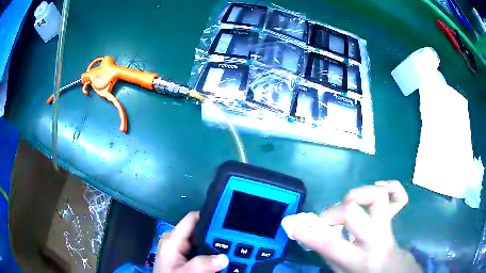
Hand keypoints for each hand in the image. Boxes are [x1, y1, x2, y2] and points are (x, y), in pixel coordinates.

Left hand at [154, 211, 228, 272]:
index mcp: (172, 241)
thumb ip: (201, 265)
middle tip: (236, 242)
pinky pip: (203, 252)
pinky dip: (212, 255)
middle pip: (201, 232)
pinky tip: (222, 260)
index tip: (229, 220)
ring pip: (204, 243)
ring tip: (233, 251)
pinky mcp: (186, 259)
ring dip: (217, 248)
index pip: (192, 219)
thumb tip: (223, 258)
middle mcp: (176, 242)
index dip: (210, 216)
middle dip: (217, 236)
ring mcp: (181, 251)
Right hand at [284, 181, 421, 272]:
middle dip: (333, 212)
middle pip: (354, 213)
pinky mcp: (394, 216)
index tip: (296, 228)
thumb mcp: (340, 271)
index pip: (333, 246)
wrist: (389, 269)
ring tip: (349, 203)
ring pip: (377, 196)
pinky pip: (400, 195)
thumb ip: (325, 252)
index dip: (311, 235)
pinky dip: (390, 187)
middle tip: (327, 219)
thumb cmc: (361, 272)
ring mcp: (388, 225)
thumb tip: (308, 231)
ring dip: (358, 194)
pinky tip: (377, 189)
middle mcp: (376, 240)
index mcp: (360, 260)